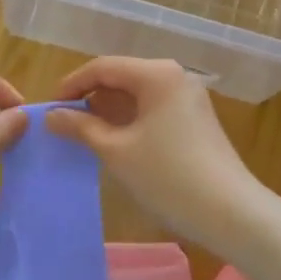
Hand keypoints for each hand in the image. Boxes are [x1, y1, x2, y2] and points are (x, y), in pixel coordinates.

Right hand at [45, 57, 266, 248]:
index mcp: (156, 74)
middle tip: (64, 125)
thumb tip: (51, 115)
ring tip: (84, 136)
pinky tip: (115, 143)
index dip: (72, 85)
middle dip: (91, 98)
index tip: (49, 108)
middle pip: (121, 77)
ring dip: (109, 112)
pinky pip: (153, 109)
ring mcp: (189, 98)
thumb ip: (81, 127)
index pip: (103, 67)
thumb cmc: (167, 176)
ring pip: (137, 95)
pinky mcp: (195, 119)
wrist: (230, 212)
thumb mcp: (116, 151)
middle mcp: (175, 76)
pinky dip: (130, 121)